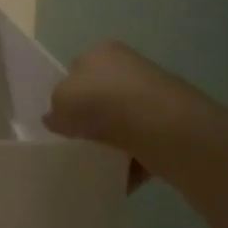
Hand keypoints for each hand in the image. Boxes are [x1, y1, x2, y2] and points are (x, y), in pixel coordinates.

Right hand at [44, 41, 177, 189]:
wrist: (160, 126)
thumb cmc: (102, 102)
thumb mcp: (60, 102)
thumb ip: (55, 111)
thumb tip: (57, 119)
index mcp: (101, 52)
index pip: (78, 69)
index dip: (68, 93)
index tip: (63, 117)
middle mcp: (130, 66)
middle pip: (103, 94)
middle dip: (93, 117)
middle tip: (80, 139)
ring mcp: (155, 95)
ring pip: (125, 120)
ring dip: (114, 139)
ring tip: (100, 160)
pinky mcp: (173, 124)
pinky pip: (144, 143)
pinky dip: (133, 159)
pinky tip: (122, 175)